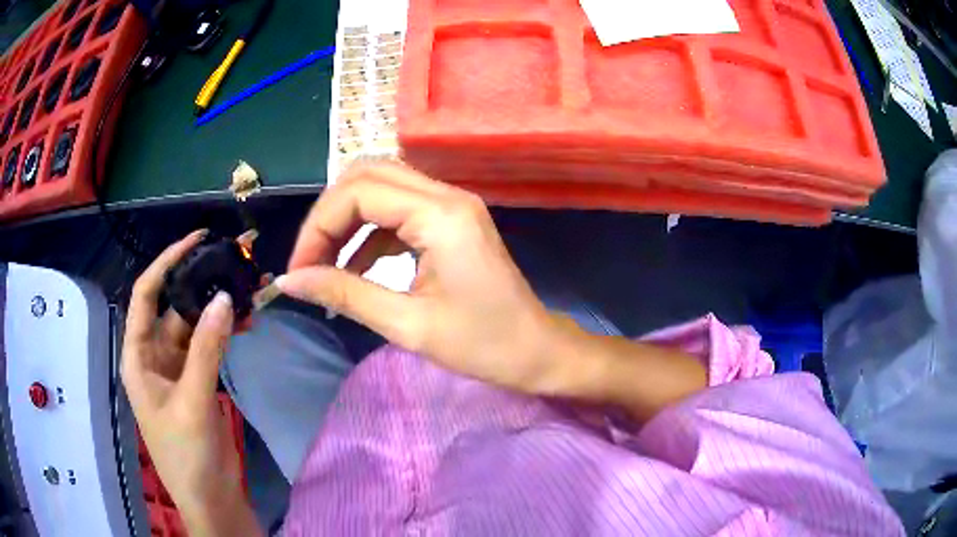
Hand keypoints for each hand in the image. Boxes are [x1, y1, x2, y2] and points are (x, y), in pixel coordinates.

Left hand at [121, 231, 259, 535]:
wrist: (211, 500)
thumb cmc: (187, 456)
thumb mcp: (192, 402)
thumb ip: (206, 350)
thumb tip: (225, 299)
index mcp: (138, 356)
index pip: (145, 295)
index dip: (166, 262)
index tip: (196, 239)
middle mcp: (153, 355)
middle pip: (174, 306)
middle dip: (201, 283)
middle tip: (234, 261)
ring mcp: (176, 369)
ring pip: (195, 325)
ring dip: (218, 309)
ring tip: (248, 290)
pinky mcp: (196, 382)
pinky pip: (208, 346)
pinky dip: (224, 333)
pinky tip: (245, 323)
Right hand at [277, 163, 566, 393]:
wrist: (537, 352)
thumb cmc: (483, 345)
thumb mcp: (408, 324)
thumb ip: (345, 295)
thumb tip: (290, 281)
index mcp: (441, 215)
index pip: (358, 193)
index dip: (318, 227)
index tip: (299, 271)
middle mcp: (446, 196)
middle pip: (367, 177)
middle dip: (328, 217)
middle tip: (309, 263)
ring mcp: (451, 205)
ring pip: (380, 188)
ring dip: (346, 222)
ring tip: (325, 267)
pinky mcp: (451, 221)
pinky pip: (397, 211)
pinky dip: (368, 233)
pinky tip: (355, 268)